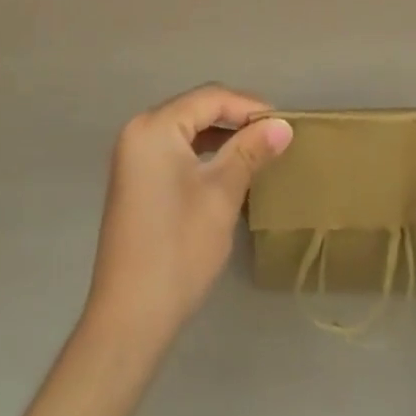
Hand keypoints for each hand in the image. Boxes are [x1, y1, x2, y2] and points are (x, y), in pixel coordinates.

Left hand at [85, 84, 293, 344]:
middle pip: (196, 108)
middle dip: (236, 118)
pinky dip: (204, 152)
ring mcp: (133, 155)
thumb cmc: (178, 249)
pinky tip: (229, 167)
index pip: (210, 98)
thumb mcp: (221, 195)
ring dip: (222, 135)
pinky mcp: (136, 178)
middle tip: (276, 134)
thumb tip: (283, 125)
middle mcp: (139, 131)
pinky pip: (175, 149)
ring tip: (260, 149)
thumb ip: (250, 152)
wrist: (130, 317)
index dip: (249, 106)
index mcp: (154, 126)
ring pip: (187, 129)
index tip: (285, 122)